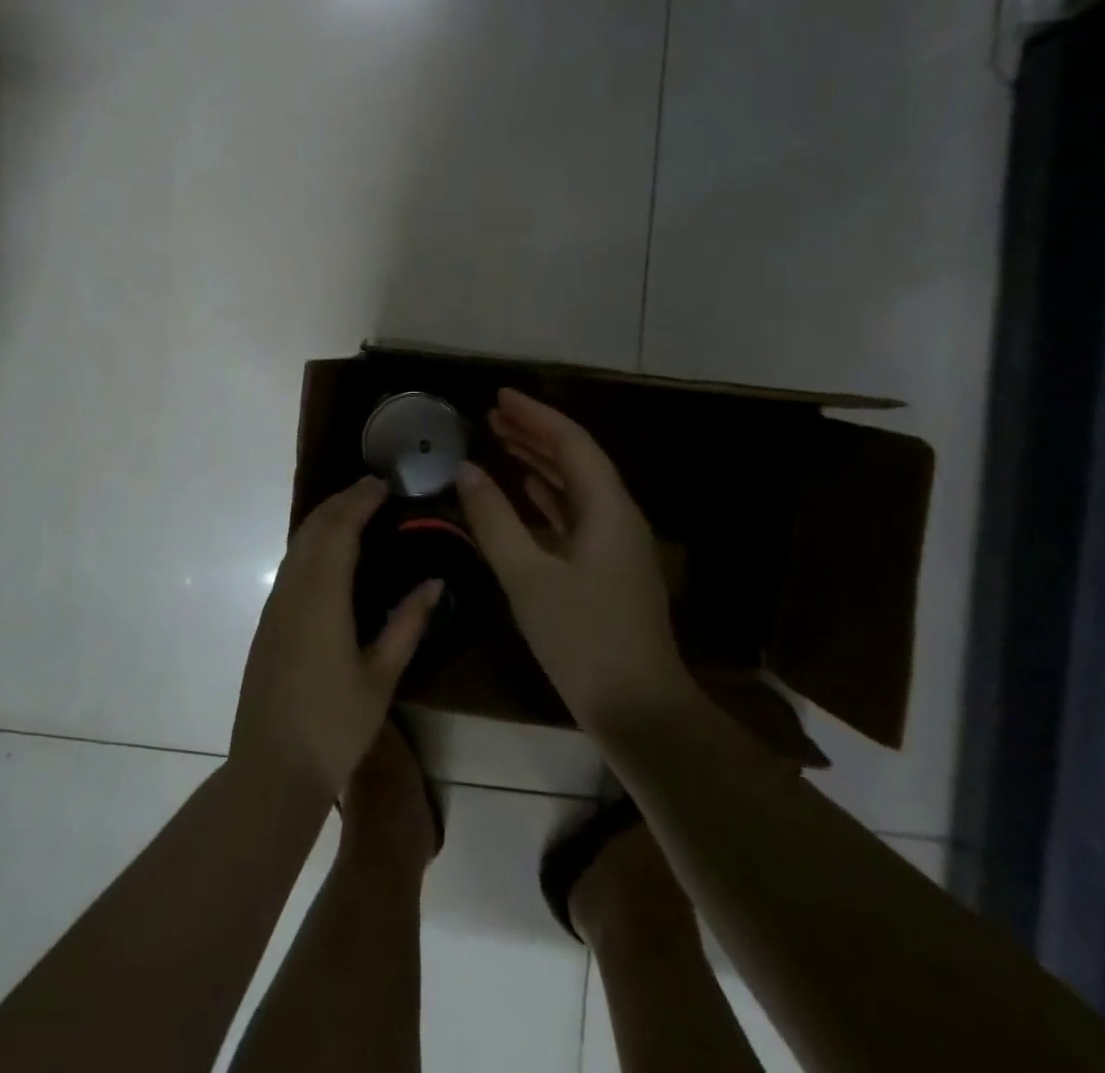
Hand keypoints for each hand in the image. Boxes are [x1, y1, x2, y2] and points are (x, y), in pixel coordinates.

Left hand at [231, 478, 442, 799]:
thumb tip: (434, 582)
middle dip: (341, 501)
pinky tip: (331, 555)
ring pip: (298, 545)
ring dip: (325, 520)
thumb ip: (407, 624)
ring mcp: (276, 606)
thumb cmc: (334, 725)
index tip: (383, 483)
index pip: (340, 530)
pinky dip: (313, 543)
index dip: (360, 500)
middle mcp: (293, 590)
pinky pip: (292, 565)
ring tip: (355, 512)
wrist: (272, 768)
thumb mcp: (381, 677)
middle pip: (313, 528)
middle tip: (372, 489)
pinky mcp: (269, 622)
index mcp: (322, 597)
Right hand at [456, 389, 690, 733]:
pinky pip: (575, 514)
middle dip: (535, 432)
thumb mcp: (526, 576)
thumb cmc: (581, 638)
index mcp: (607, 508)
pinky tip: (525, 491)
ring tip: (501, 441)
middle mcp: (617, 516)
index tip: (498, 396)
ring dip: (540, 461)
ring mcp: (615, 543)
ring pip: (576, 486)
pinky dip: (548, 496)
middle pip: (576, 459)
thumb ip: (494, 519)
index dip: (535, 415)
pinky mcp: (607, 567)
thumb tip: (466, 471)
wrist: (637, 708)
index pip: (571, 442)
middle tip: (492, 415)